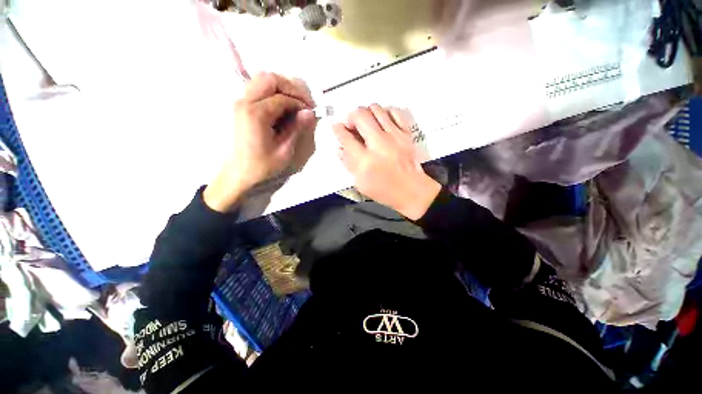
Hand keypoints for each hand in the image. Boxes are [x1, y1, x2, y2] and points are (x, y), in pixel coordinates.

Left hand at [204, 72, 317, 211]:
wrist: (239, 172)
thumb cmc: (262, 165)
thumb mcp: (284, 151)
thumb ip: (296, 129)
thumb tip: (310, 113)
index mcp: (256, 114)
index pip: (282, 98)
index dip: (300, 103)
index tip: (311, 112)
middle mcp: (245, 101)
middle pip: (270, 78)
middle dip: (291, 87)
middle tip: (304, 102)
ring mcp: (241, 101)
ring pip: (262, 80)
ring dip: (282, 87)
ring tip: (295, 103)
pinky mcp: (241, 105)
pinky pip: (259, 88)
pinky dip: (274, 92)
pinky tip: (283, 106)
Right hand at [333, 104, 440, 219]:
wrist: (412, 191)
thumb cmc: (385, 190)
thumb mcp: (361, 183)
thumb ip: (348, 164)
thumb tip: (340, 148)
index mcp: (365, 161)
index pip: (345, 137)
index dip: (338, 130)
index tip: (337, 128)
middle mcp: (379, 144)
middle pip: (360, 115)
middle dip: (351, 117)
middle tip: (351, 125)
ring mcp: (394, 136)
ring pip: (376, 108)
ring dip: (366, 113)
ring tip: (366, 123)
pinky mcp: (406, 133)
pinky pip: (394, 112)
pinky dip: (385, 113)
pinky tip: (382, 122)